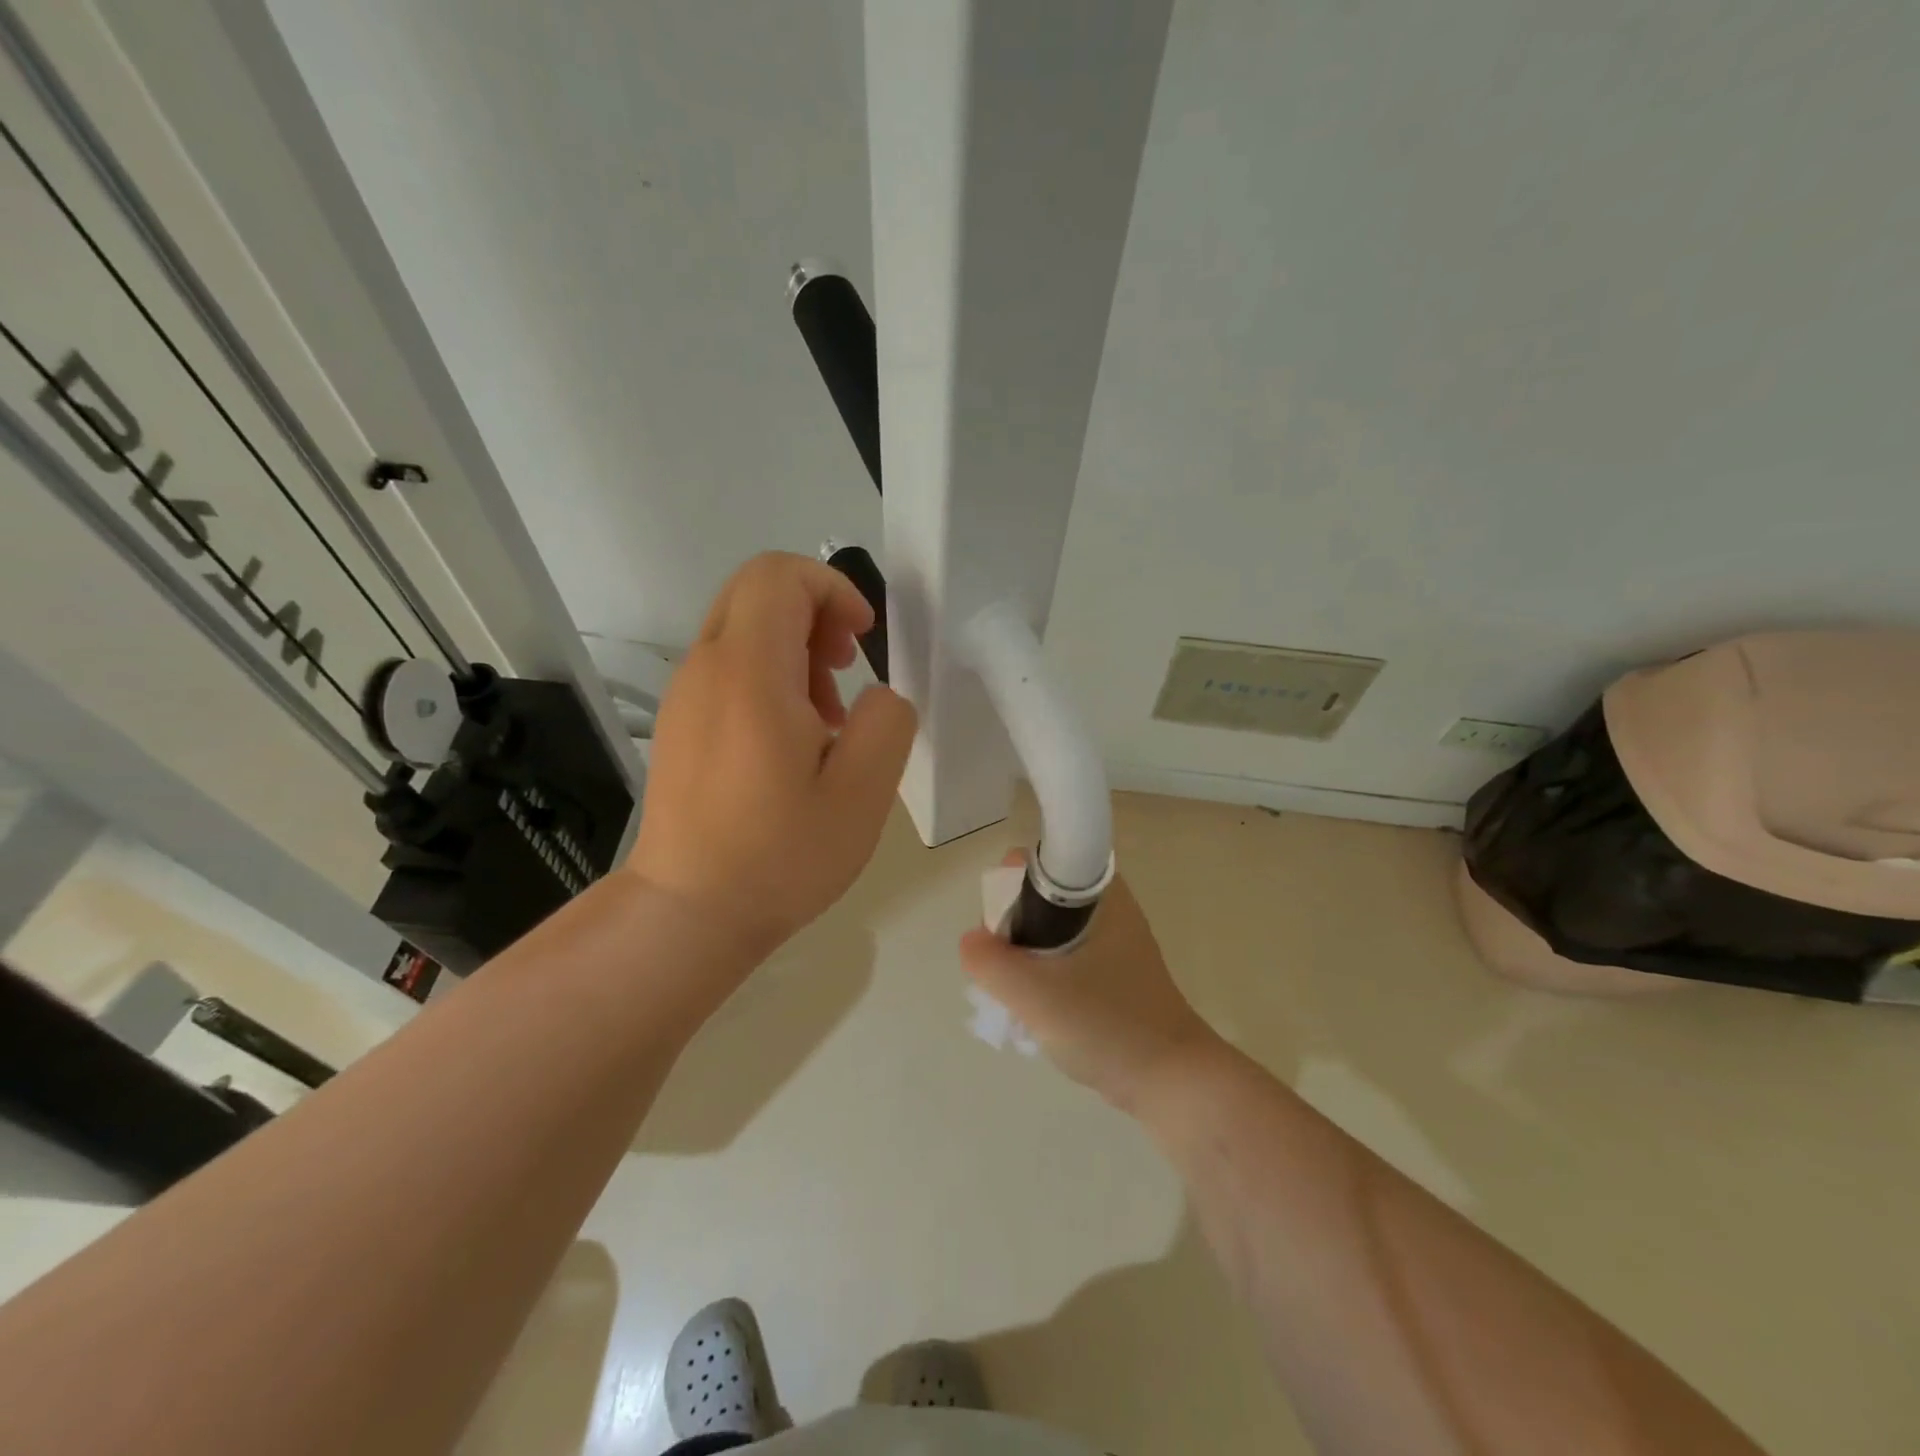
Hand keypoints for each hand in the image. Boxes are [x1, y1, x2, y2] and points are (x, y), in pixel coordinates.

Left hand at [629, 552, 916, 954]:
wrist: (689, 911)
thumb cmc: (780, 856)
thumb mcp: (863, 793)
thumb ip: (886, 722)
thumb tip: (876, 694)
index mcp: (749, 672)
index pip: (780, 574)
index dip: (833, 587)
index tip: (863, 641)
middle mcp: (706, 667)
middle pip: (758, 591)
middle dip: (814, 612)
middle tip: (846, 669)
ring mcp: (685, 695)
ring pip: (742, 628)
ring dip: (794, 649)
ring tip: (827, 718)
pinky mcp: (680, 723)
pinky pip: (727, 667)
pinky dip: (768, 676)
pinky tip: (792, 741)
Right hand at [959, 856, 1225, 1112]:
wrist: (1172, 1080)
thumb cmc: (1108, 1025)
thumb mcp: (1037, 994)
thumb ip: (991, 962)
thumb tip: (970, 940)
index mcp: (1097, 893)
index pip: (1034, 862)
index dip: (1006, 888)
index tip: (999, 933)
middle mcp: (1105, 906)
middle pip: (1036, 897)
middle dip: (1010, 931)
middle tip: (1007, 973)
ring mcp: (1110, 940)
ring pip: (1046, 931)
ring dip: (1024, 959)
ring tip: (1019, 999)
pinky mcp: (1111, 971)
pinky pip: (1062, 957)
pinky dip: (1043, 976)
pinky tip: (1038, 1012)